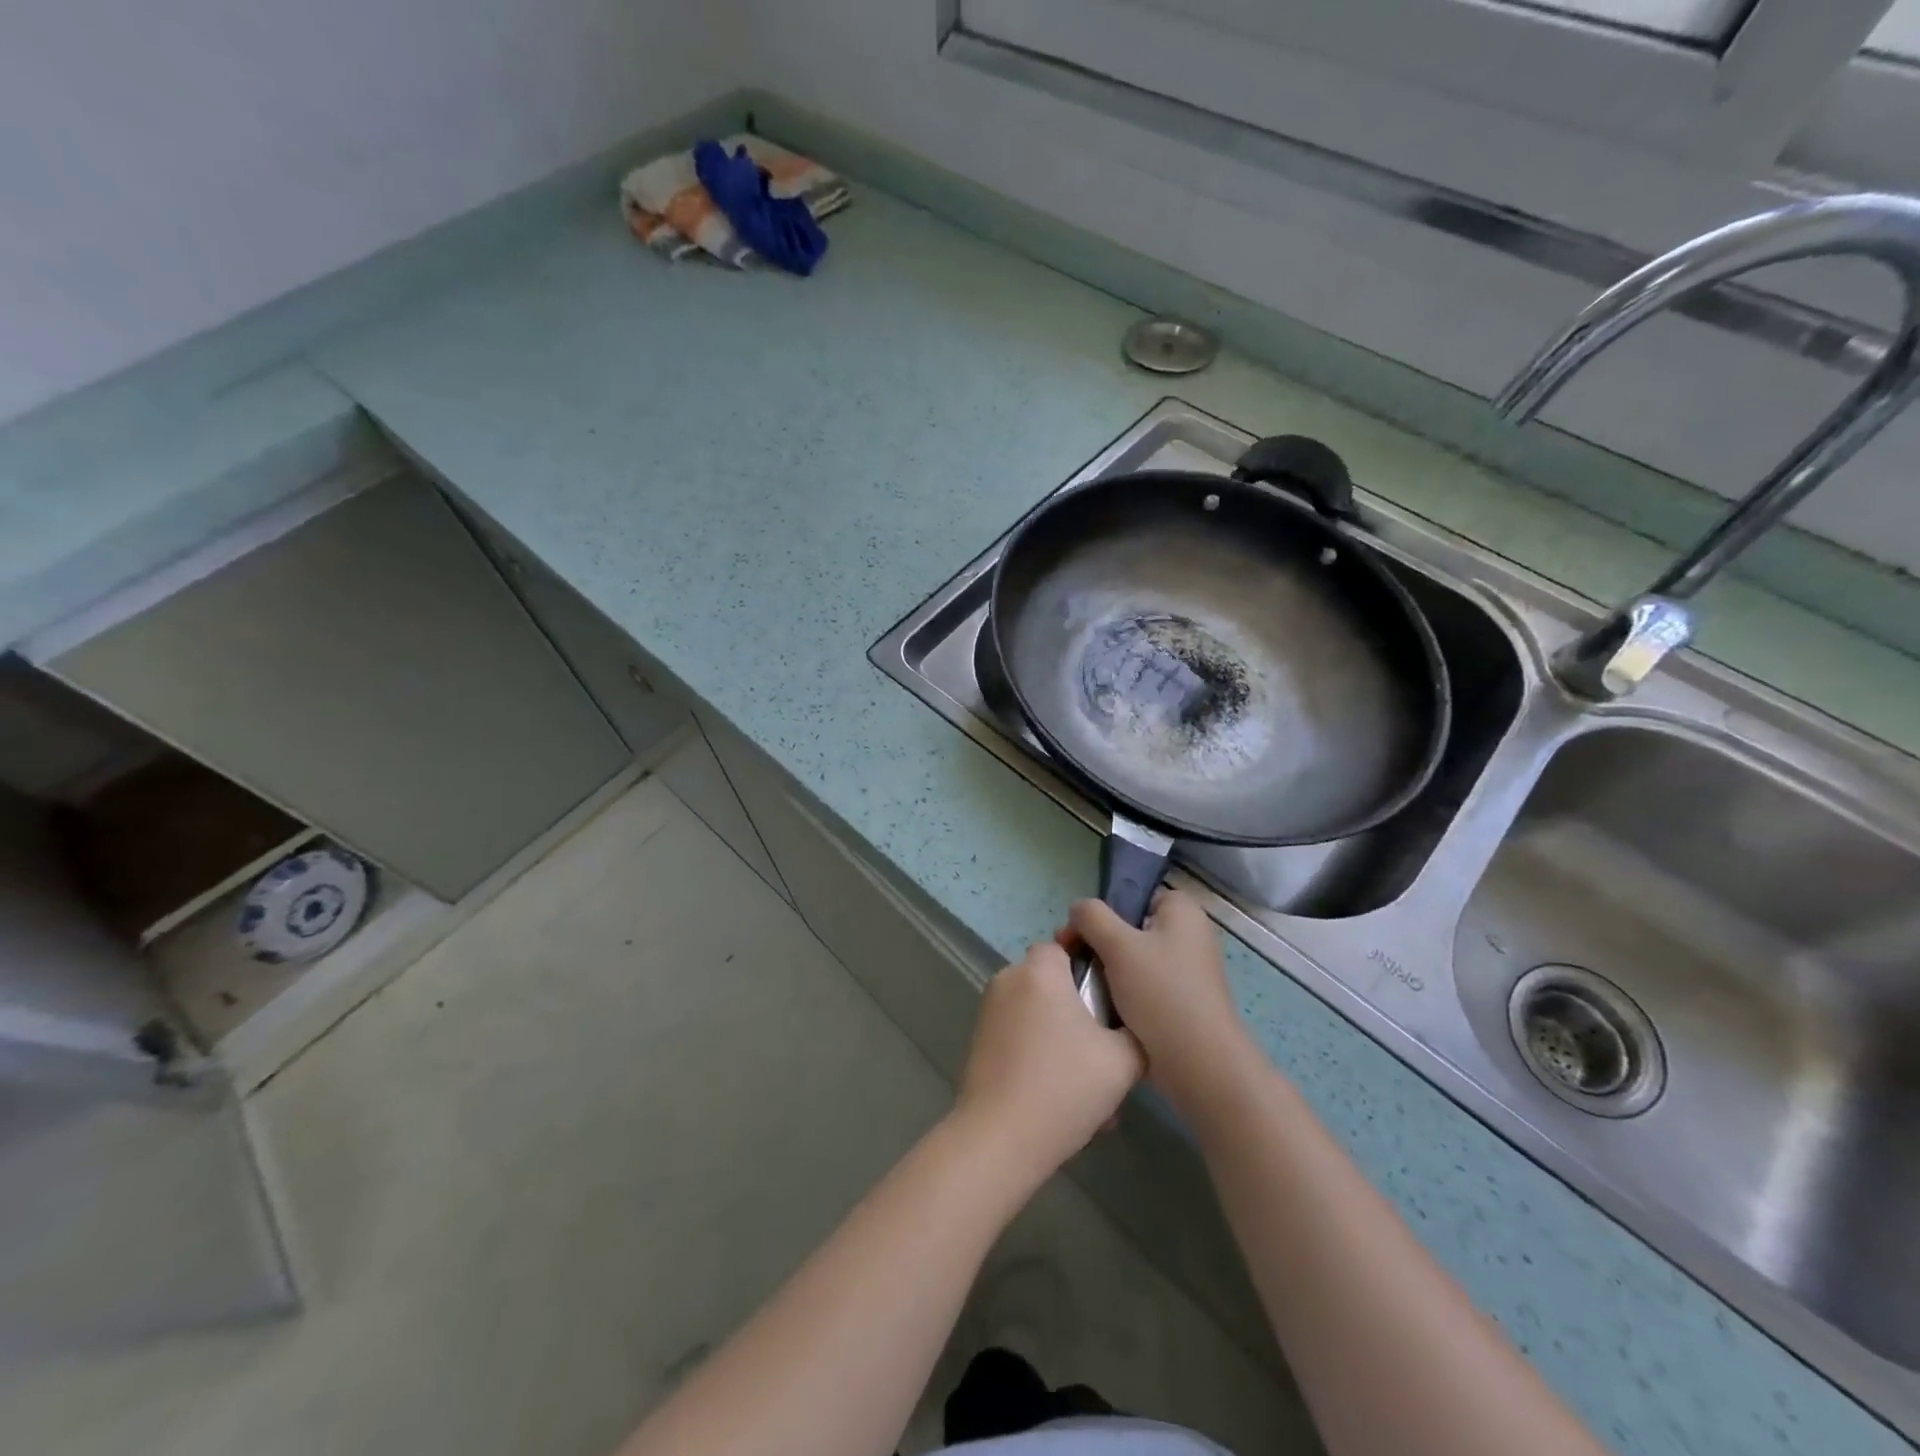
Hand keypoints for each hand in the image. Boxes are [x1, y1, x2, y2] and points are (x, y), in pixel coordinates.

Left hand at [955, 941, 1144, 1180]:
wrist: (999, 1139)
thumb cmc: (1063, 1087)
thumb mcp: (1123, 1060)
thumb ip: (1135, 1030)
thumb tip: (1132, 1024)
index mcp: (1040, 971)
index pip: (1066, 944)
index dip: (1091, 965)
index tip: (1113, 996)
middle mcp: (1009, 980)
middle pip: (1053, 982)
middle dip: (1080, 1012)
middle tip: (1107, 1052)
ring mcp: (989, 1011)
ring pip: (1039, 1015)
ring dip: (1064, 1041)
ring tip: (1090, 1088)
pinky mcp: (980, 1041)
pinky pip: (1021, 1037)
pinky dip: (1042, 1056)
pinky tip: (1062, 1099)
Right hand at [1060, 890, 1257, 1112]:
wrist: (1197, 1064)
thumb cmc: (1160, 993)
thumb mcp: (1118, 944)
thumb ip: (1091, 916)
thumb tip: (1077, 908)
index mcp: (1183, 913)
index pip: (1136, 896)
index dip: (1106, 911)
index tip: (1080, 933)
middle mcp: (1189, 936)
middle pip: (1130, 928)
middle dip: (1099, 943)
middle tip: (1071, 958)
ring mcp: (1185, 972)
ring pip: (1133, 961)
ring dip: (1107, 971)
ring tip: (1081, 986)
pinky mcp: (1179, 1003)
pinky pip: (1141, 987)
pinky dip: (1121, 995)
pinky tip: (1100, 1008)